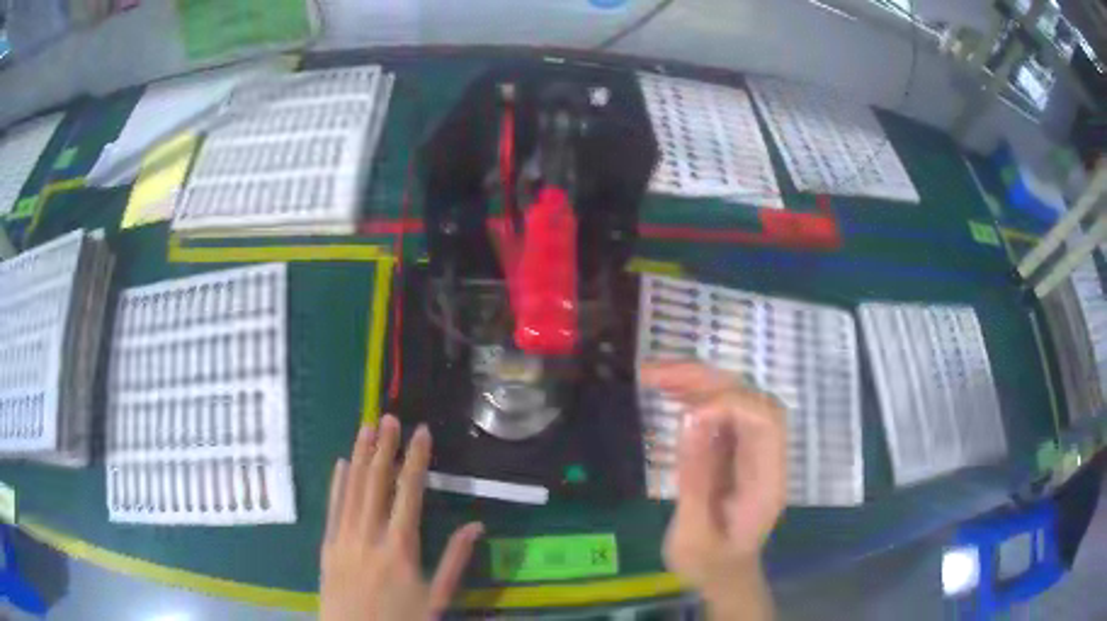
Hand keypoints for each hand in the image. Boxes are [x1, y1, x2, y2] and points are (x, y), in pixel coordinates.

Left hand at [320, 415, 483, 620]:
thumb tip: (477, 526)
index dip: (415, 460)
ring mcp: (343, 539)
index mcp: (400, 549)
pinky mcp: (327, 547)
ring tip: (366, 428)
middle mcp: (369, 536)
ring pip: (352, 490)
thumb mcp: (437, 598)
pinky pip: (332, 508)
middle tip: (389, 418)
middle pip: (376, 484)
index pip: (409, 494)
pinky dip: (337, 484)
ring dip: (360, 457)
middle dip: (384, 448)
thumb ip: (455, 560)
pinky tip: (341, 464)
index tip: (420, 433)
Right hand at [641, 362, 784, 618]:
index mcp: (766, 481)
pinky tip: (667, 393)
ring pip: (734, 399)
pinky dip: (693, 397)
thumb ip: (695, 480)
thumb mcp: (694, 536)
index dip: (731, 404)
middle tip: (656, 374)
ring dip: (696, 382)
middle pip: (750, 399)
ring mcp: (750, 453)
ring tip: (653, 375)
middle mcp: (765, 458)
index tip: (688, 414)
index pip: (765, 421)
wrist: (723, 577)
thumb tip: (690, 419)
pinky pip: (720, 414)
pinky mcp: (733, 452)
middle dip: (707, 380)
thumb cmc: (710, 566)